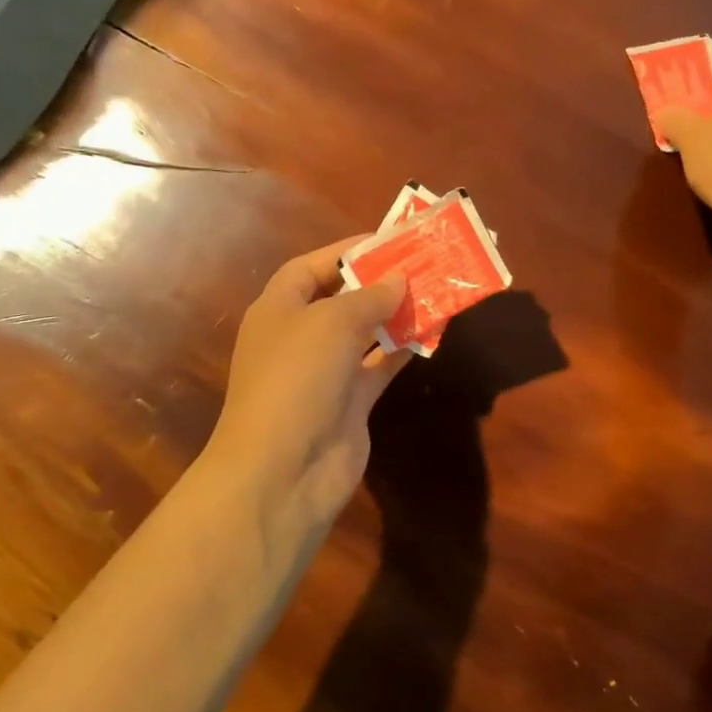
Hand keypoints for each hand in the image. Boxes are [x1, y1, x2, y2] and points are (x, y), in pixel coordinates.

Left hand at [207, 239, 411, 531]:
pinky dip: (401, 350)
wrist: (284, 470)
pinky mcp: (349, 403)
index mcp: (278, 309)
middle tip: (421, 264)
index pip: (309, 268)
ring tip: (434, 292)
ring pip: (364, 333)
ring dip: (395, 315)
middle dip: (377, 282)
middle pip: (340, 299)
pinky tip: (430, 332)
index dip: (345, 252)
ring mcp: (324, 373)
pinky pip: (379, 367)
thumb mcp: (332, 323)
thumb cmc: (297, 378)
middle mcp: (298, 337)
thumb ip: (369, 297)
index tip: (388, 241)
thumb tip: (398, 279)